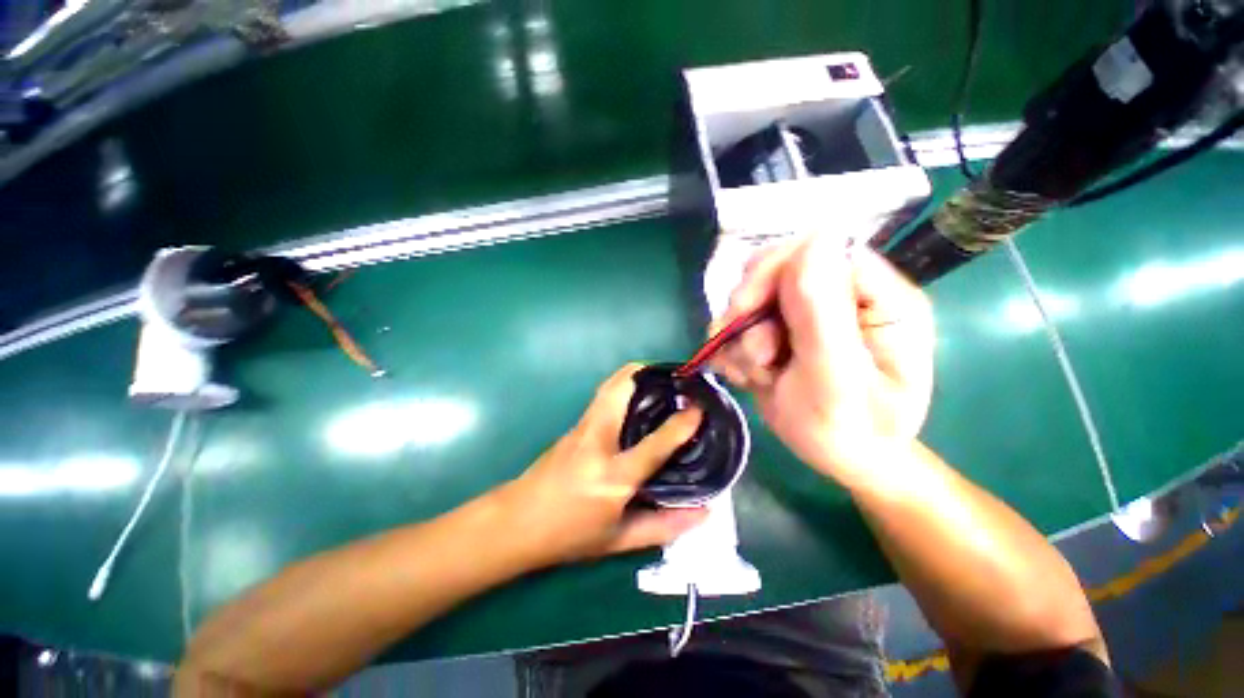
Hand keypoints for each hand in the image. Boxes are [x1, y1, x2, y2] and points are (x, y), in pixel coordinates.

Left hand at [493, 365, 707, 568]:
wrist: (515, 523)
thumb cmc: (568, 536)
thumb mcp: (617, 540)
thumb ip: (663, 527)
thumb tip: (703, 514)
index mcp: (613, 477)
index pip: (655, 444)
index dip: (681, 424)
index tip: (699, 408)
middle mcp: (597, 441)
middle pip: (620, 389)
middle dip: (647, 374)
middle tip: (673, 379)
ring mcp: (582, 428)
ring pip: (608, 386)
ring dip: (633, 376)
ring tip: (657, 381)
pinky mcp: (574, 425)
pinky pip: (602, 397)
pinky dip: (621, 387)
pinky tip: (634, 399)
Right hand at [710, 236, 934, 484]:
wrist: (839, 460)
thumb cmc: (851, 432)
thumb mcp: (837, 380)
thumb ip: (823, 314)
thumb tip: (816, 238)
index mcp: (880, 298)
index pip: (822, 248)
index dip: (777, 270)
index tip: (748, 310)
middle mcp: (845, 295)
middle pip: (777, 268)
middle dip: (751, 311)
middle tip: (756, 355)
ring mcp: (810, 312)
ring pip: (751, 297)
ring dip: (739, 337)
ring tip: (756, 374)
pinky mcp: (782, 328)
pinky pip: (740, 322)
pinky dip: (733, 348)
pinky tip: (745, 375)